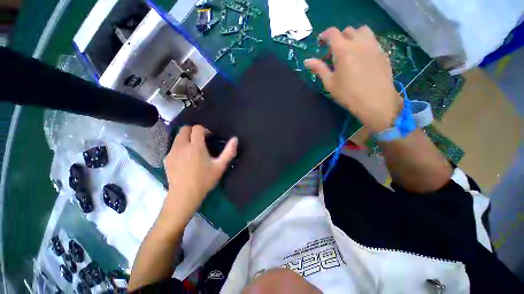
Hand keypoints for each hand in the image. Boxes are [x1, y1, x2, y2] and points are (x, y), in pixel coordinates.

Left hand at [163, 125, 237, 218]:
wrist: (184, 196)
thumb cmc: (204, 180)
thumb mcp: (220, 166)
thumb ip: (229, 152)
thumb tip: (235, 139)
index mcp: (196, 146)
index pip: (197, 128)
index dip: (204, 130)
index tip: (209, 138)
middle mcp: (182, 146)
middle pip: (185, 129)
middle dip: (193, 131)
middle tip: (201, 141)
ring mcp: (172, 152)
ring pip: (178, 137)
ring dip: (187, 139)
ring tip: (194, 150)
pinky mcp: (167, 159)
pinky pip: (174, 147)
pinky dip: (181, 147)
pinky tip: (186, 159)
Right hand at [304, 26, 401, 132]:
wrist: (375, 102)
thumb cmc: (348, 94)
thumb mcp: (330, 83)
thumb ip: (319, 69)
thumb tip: (307, 61)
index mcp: (344, 50)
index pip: (333, 33)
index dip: (325, 35)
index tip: (321, 42)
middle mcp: (359, 43)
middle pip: (347, 31)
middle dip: (338, 38)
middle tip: (334, 52)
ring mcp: (373, 46)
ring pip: (363, 31)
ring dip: (353, 36)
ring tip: (350, 50)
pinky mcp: (382, 52)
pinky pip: (372, 40)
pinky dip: (364, 43)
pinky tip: (362, 57)